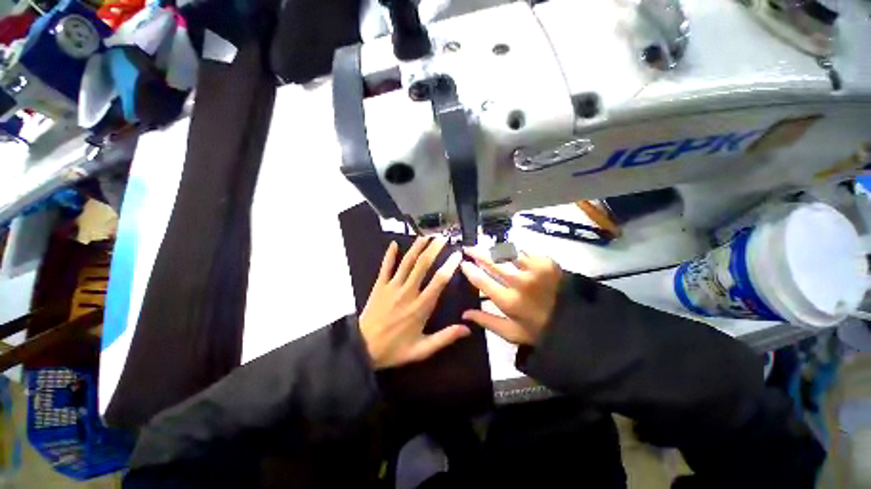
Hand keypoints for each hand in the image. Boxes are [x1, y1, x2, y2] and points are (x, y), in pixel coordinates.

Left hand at [360, 237, 469, 368]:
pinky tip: (393, 243)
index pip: (439, 281)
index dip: (449, 265)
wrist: (362, 349)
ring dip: (417, 247)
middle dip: (434, 249)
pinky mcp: (379, 286)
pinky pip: (385, 267)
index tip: (457, 254)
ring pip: (406, 262)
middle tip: (443, 238)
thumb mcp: (422, 349)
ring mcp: (392, 287)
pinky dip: (389, 254)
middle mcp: (407, 292)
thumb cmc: (394, 349)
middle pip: (422, 265)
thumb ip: (445, 337)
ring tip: (426, 236)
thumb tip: (467, 329)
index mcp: (420, 306)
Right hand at [460, 248, 561, 345]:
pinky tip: (509, 251)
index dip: (470, 270)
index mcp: (508, 301)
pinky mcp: (546, 262)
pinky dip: (514, 251)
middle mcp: (519, 282)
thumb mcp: (511, 333)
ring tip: (486, 247)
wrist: (575, 323)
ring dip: (494, 249)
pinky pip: (524, 251)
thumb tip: (464, 313)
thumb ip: (486, 321)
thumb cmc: (539, 330)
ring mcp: (534, 269)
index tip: (463, 263)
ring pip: (507, 252)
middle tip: (469, 248)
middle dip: (477, 253)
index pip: (482, 280)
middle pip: (492, 262)